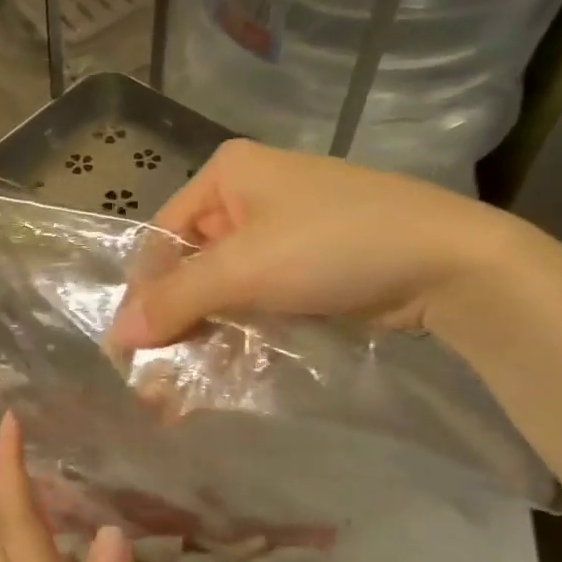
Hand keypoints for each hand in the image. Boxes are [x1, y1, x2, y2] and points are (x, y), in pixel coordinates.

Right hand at [109, 139, 530, 348]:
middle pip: (193, 263)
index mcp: (227, 173)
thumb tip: (115, 334)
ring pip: (225, 285)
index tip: (131, 350)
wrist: (446, 260)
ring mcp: (283, 230)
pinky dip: (242, 330)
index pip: (163, 236)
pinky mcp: (309, 263)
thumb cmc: (333, 245)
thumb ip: (177, 299)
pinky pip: (259, 296)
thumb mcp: (246, 268)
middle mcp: (249, 194)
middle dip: (175, 321)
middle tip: (157, 380)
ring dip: (206, 333)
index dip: (145, 292)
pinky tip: (226, 370)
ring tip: (183, 389)